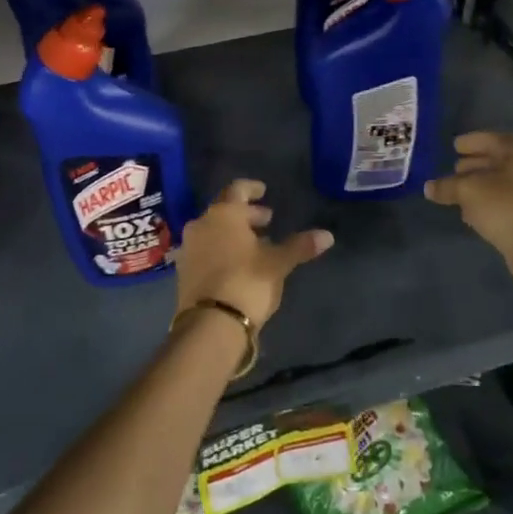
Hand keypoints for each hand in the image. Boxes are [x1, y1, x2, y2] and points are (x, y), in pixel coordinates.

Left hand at [176, 180, 332, 327]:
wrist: (210, 325)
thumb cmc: (247, 282)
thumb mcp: (278, 263)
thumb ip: (300, 246)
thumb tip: (328, 236)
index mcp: (224, 214)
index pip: (237, 189)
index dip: (252, 188)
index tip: (263, 190)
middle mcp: (201, 224)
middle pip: (225, 211)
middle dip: (247, 214)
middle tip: (266, 221)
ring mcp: (189, 248)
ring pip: (214, 231)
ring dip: (233, 233)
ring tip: (255, 245)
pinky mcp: (184, 271)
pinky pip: (206, 250)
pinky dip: (222, 249)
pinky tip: (237, 264)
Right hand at [424, 132, 512, 256]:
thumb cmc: (503, 204)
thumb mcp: (467, 191)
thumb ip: (446, 186)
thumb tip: (429, 187)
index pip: (492, 139)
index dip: (471, 142)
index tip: (455, 147)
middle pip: (499, 161)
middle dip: (475, 165)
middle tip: (455, 169)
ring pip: (503, 184)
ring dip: (481, 187)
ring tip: (459, 193)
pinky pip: (508, 202)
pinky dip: (490, 203)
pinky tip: (473, 213)